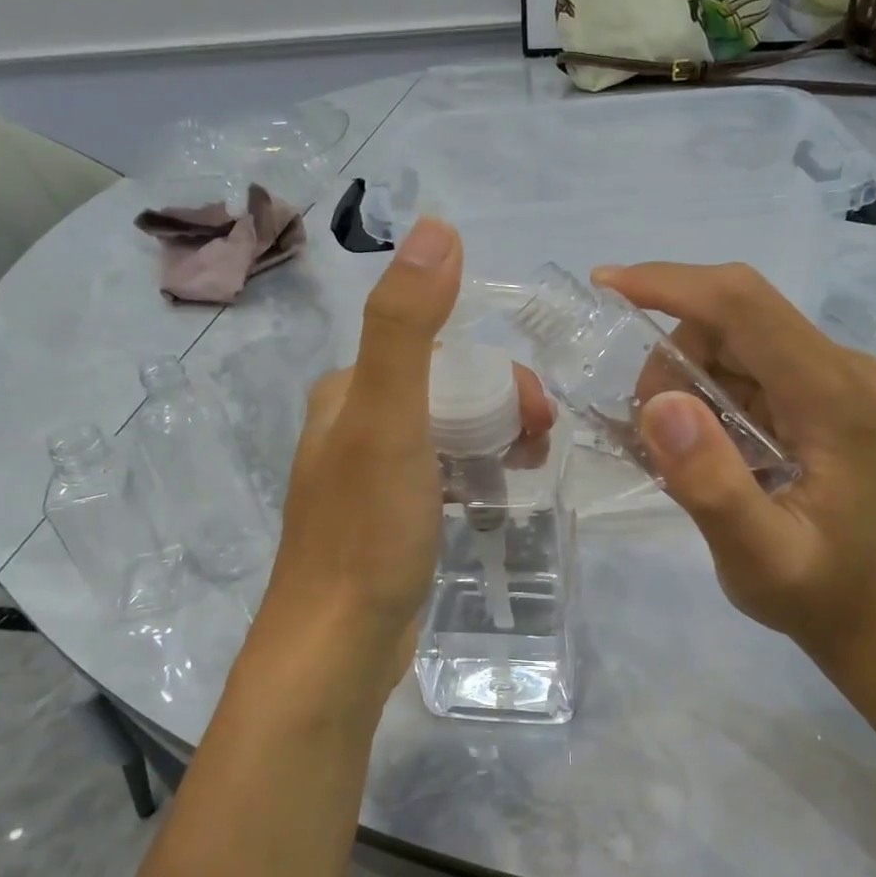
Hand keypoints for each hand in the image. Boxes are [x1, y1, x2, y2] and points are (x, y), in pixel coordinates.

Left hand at [235, 219, 552, 723]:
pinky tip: (495, 497)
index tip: (534, 412)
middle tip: (538, 443)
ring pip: (446, 434)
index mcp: (348, 393)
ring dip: (492, 439)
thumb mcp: (390, 420)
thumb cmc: (367, 532)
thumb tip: (437, 230)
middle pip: (445, 392)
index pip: (435, 351)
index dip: (494, 371)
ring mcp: (369, 478)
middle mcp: (352, 426)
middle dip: (499, 406)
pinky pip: (441, 476)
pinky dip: (474, 475)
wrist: (337, 646)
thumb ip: (408, 326)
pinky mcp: (388, 521)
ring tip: (528, 469)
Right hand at [592, 261, 875, 669]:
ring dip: (681, 380)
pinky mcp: (812, 390)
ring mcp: (828, 375)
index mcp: (832, 395)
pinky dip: (699, 392)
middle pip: (730, 315)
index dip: (670, 285)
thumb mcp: (757, 555)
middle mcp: (837, 367)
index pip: (744, 305)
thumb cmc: (816, 591)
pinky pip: (738, 363)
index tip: (605, 287)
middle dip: (669, 357)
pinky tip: (696, 444)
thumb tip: (659, 403)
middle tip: (648, 432)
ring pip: (727, 336)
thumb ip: (711, 485)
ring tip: (676, 452)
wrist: (867, 609)